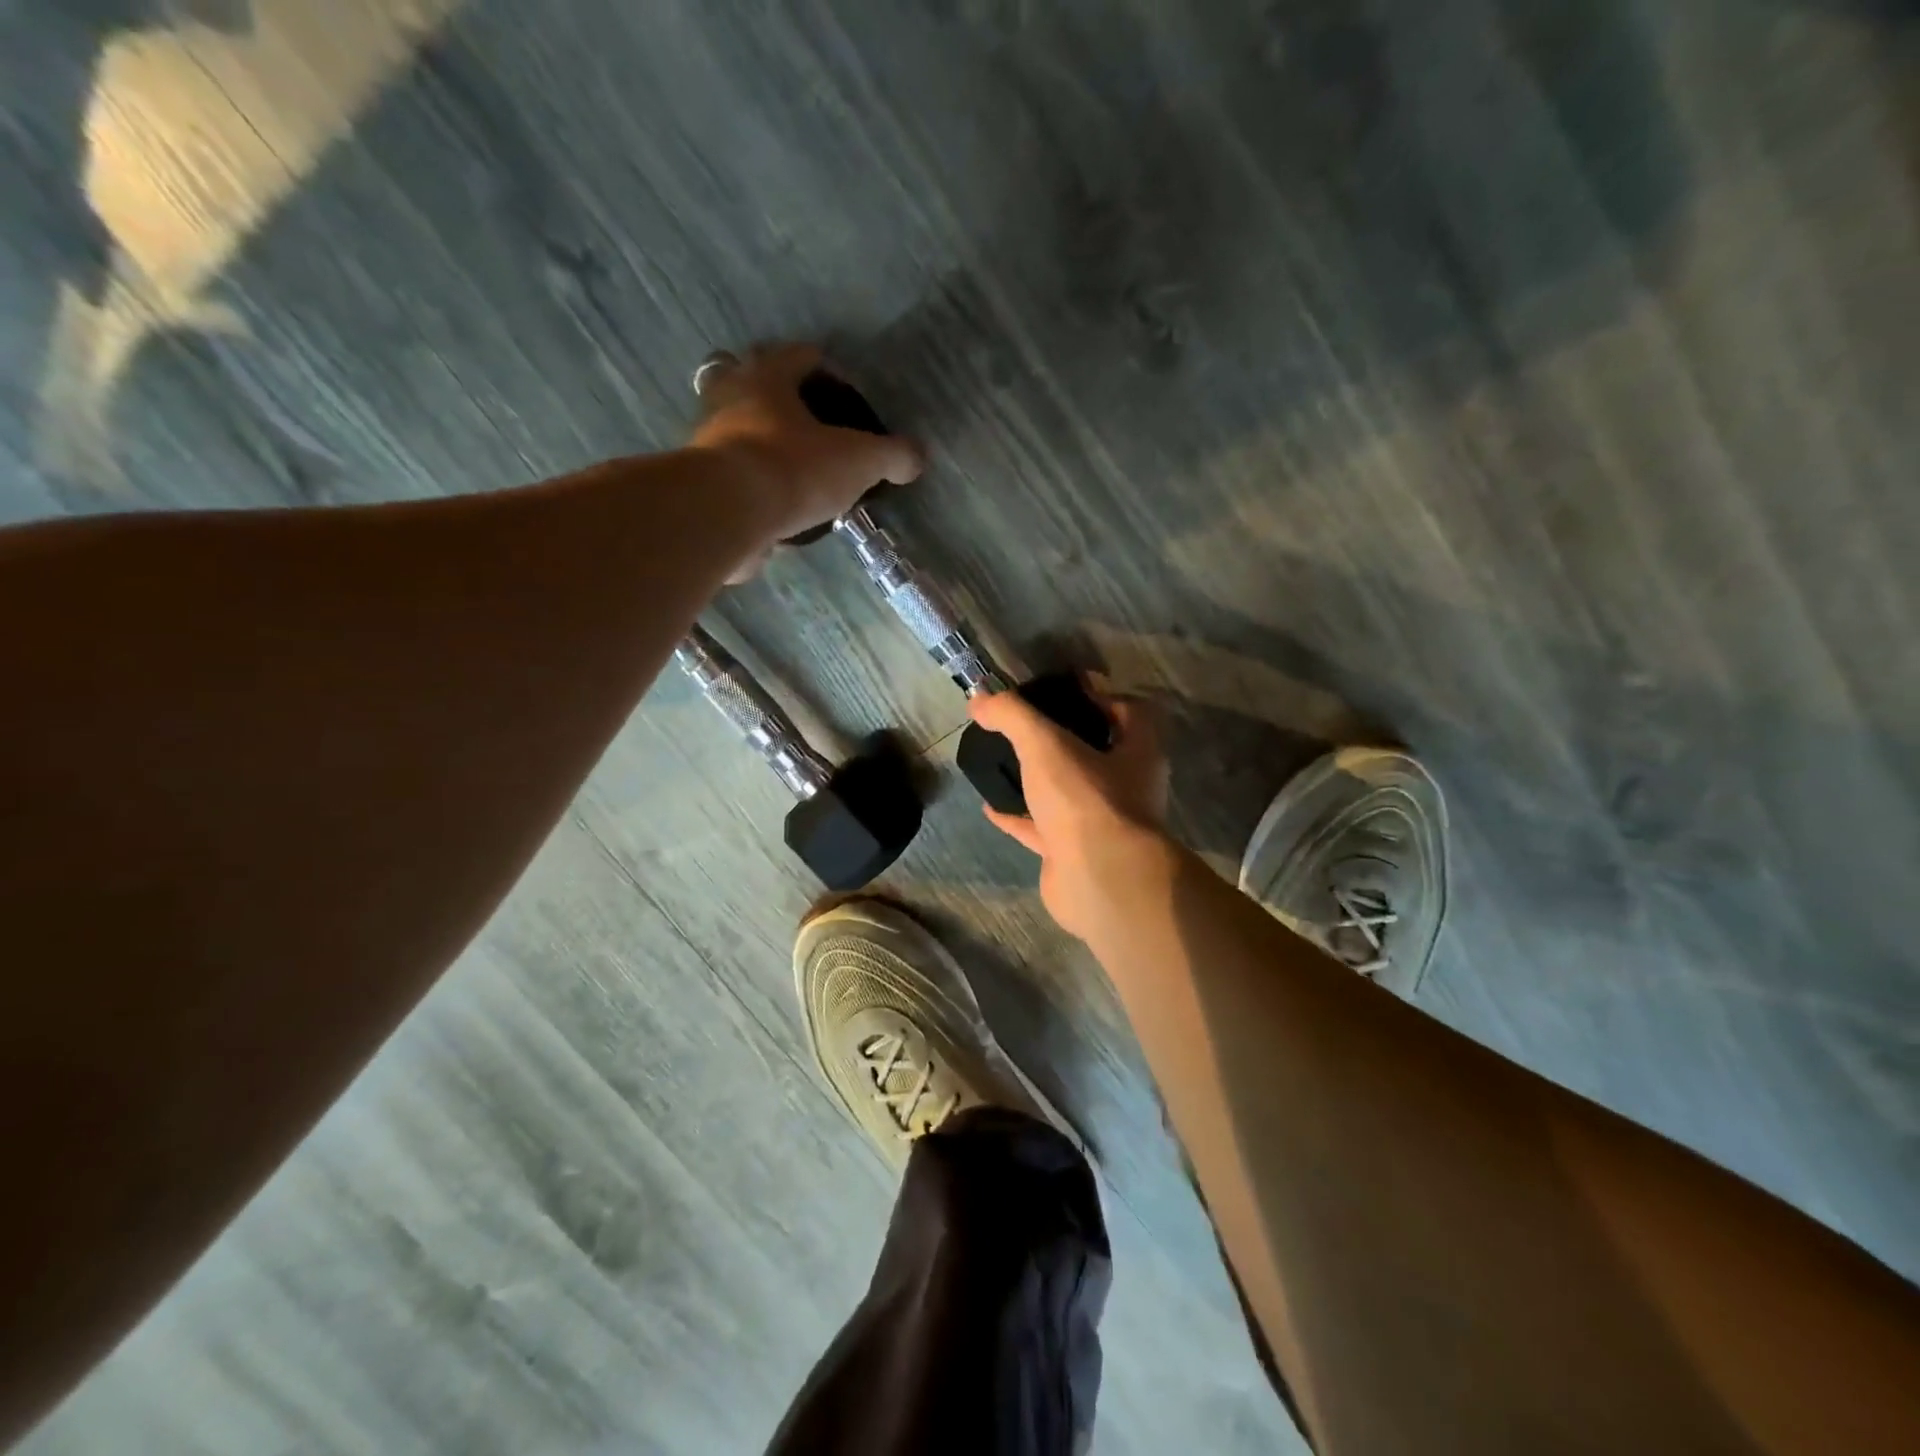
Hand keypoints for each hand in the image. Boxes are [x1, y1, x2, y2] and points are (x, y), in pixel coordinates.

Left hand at [690, 344, 923, 581]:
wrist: (728, 513)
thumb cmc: (795, 468)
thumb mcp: (859, 461)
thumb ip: (891, 456)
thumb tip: (916, 458)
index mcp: (768, 378)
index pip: (801, 355)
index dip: (829, 370)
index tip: (850, 395)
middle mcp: (731, 400)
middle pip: (757, 386)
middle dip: (784, 401)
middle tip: (814, 427)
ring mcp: (710, 442)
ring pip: (740, 431)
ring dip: (766, 444)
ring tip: (799, 472)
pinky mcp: (703, 485)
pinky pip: (733, 477)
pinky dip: (754, 486)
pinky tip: (778, 508)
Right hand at [969, 682, 1174, 942]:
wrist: (1098, 881)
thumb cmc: (1085, 800)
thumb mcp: (1045, 744)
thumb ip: (1012, 715)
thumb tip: (979, 698)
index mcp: (1137, 752)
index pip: (1130, 711)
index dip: (1100, 696)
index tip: (1063, 689)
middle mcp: (1127, 787)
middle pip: (1098, 753)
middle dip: (1065, 738)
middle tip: (1028, 724)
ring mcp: (1102, 823)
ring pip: (1070, 793)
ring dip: (1041, 780)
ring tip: (1006, 760)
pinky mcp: (1076, 854)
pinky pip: (1044, 829)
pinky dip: (1020, 818)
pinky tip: (990, 807)